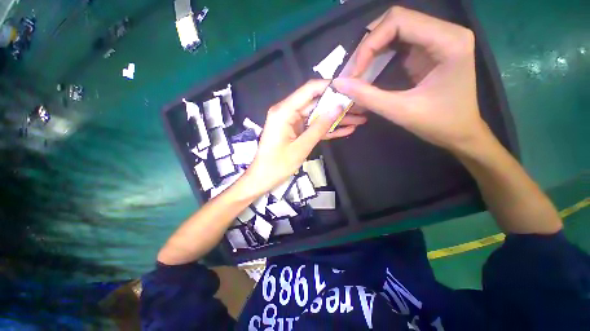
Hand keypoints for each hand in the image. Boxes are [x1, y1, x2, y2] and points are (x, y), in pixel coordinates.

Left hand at [245, 80, 349, 194]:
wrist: (263, 178)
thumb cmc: (278, 165)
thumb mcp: (301, 147)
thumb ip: (319, 127)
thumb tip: (338, 108)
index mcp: (284, 111)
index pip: (309, 90)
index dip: (329, 86)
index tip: (350, 89)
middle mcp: (287, 112)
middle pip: (316, 103)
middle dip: (337, 106)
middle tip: (359, 108)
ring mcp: (292, 122)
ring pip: (317, 116)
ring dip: (335, 119)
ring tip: (358, 119)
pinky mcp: (295, 131)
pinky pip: (313, 127)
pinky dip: (327, 129)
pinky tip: (345, 130)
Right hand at [333, 6, 489, 150]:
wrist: (460, 132)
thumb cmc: (438, 123)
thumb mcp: (400, 111)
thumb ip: (368, 96)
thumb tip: (339, 83)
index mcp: (448, 41)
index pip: (398, 21)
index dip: (369, 43)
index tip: (354, 73)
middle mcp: (445, 32)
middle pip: (395, 21)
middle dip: (368, 46)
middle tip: (352, 72)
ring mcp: (436, 39)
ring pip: (394, 30)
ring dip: (371, 50)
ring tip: (356, 72)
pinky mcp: (428, 49)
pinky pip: (397, 43)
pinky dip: (378, 55)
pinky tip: (368, 70)